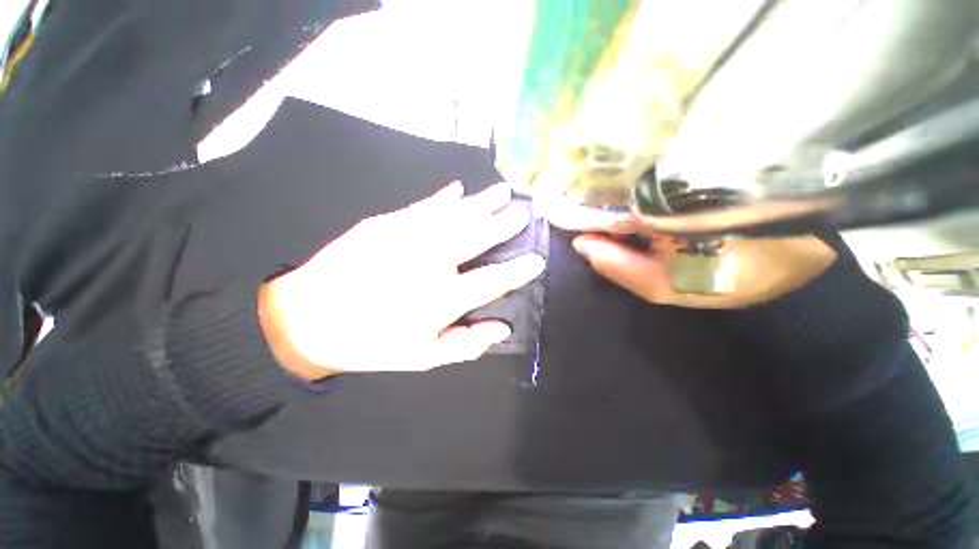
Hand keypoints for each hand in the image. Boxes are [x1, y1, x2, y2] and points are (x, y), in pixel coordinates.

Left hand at [259, 182, 545, 379]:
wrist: (307, 318)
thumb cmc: (371, 342)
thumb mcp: (422, 357)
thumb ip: (465, 345)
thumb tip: (502, 329)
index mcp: (442, 298)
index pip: (493, 280)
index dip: (518, 270)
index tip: (536, 260)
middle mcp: (431, 262)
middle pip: (477, 237)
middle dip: (504, 224)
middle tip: (523, 212)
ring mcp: (407, 237)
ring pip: (455, 215)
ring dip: (481, 203)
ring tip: (502, 192)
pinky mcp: (384, 223)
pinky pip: (423, 206)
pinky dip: (443, 198)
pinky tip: (458, 189)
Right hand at [543, 197, 835, 308]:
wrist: (791, 267)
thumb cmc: (727, 280)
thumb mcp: (665, 287)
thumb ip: (619, 267)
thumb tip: (582, 244)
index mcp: (659, 216)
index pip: (601, 212)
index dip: (572, 212)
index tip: (547, 207)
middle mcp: (666, 190)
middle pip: (612, 191)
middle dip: (581, 193)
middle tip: (553, 195)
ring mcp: (680, 179)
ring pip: (629, 182)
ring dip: (599, 187)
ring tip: (570, 188)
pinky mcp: (692, 176)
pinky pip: (647, 181)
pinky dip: (623, 186)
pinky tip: (604, 186)